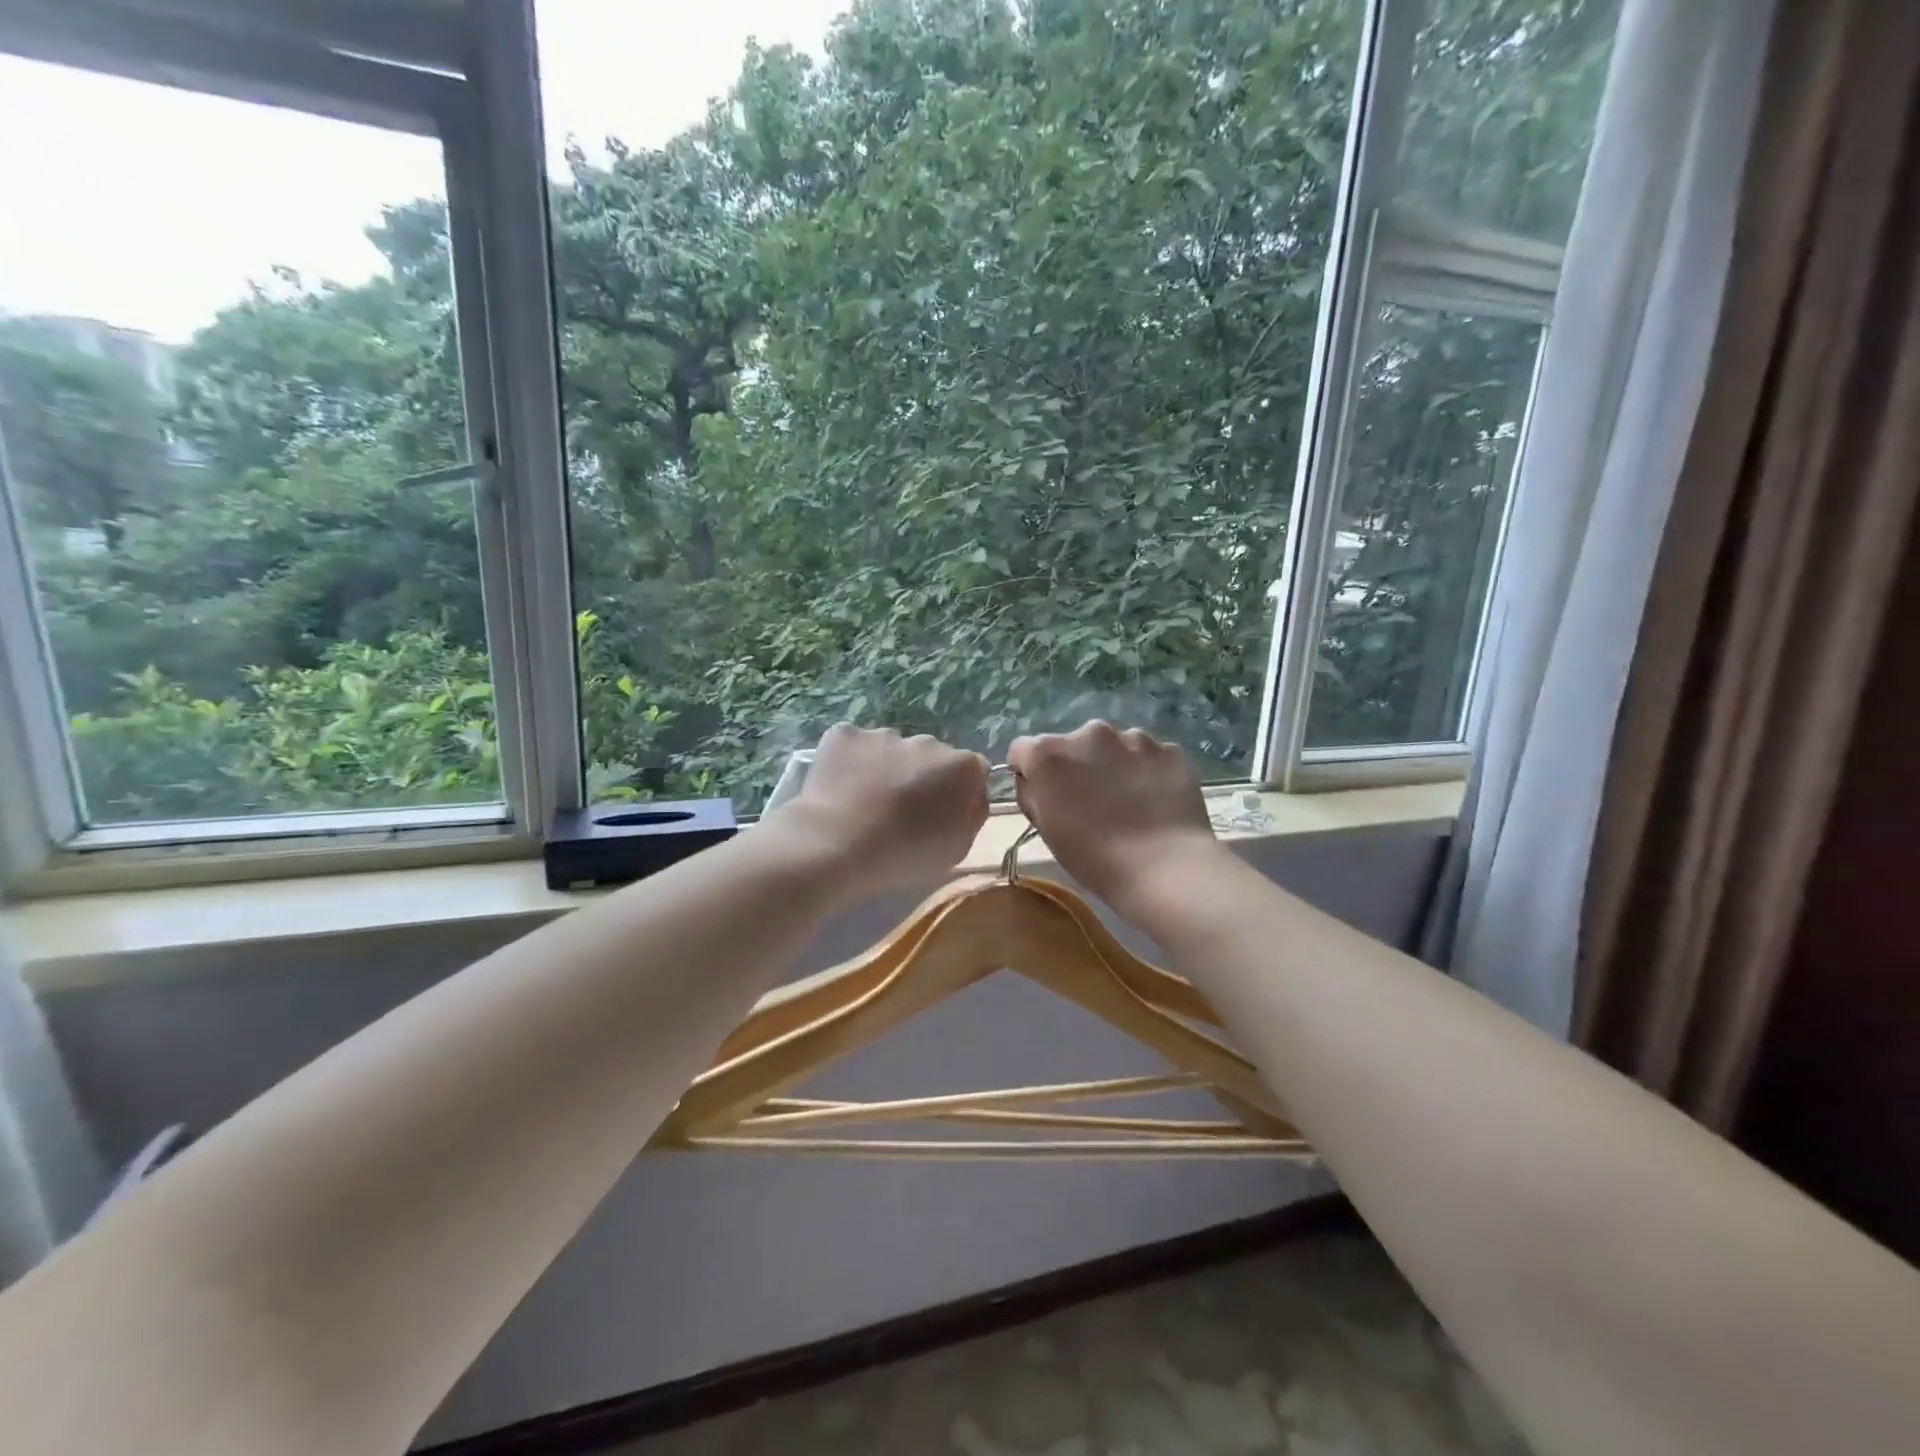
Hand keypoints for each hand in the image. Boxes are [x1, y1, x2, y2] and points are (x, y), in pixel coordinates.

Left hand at [774, 724, 989, 897]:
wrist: (838, 847)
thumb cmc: (904, 856)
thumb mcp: (958, 848)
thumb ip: (972, 813)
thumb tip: (971, 795)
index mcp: (962, 766)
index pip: (972, 770)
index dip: (959, 792)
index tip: (942, 814)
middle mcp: (927, 741)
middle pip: (931, 756)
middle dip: (921, 776)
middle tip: (901, 812)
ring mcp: (883, 734)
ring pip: (891, 749)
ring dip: (885, 768)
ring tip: (865, 803)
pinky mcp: (844, 734)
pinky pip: (854, 745)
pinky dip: (850, 762)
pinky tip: (840, 789)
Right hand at [1008, 721, 1221, 917]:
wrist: (1165, 869)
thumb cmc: (1094, 858)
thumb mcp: (1046, 830)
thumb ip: (1033, 794)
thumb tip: (1035, 780)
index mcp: (1048, 754)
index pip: (1023, 750)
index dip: (1030, 771)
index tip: (1043, 794)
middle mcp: (1089, 733)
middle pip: (1073, 744)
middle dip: (1077, 765)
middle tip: (1090, 802)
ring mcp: (1134, 738)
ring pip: (1115, 746)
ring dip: (1114, 765)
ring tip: (1129, 803)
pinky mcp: (1170, 750)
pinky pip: (1150, 757)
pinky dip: (1148, 772)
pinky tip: (1156, 803)